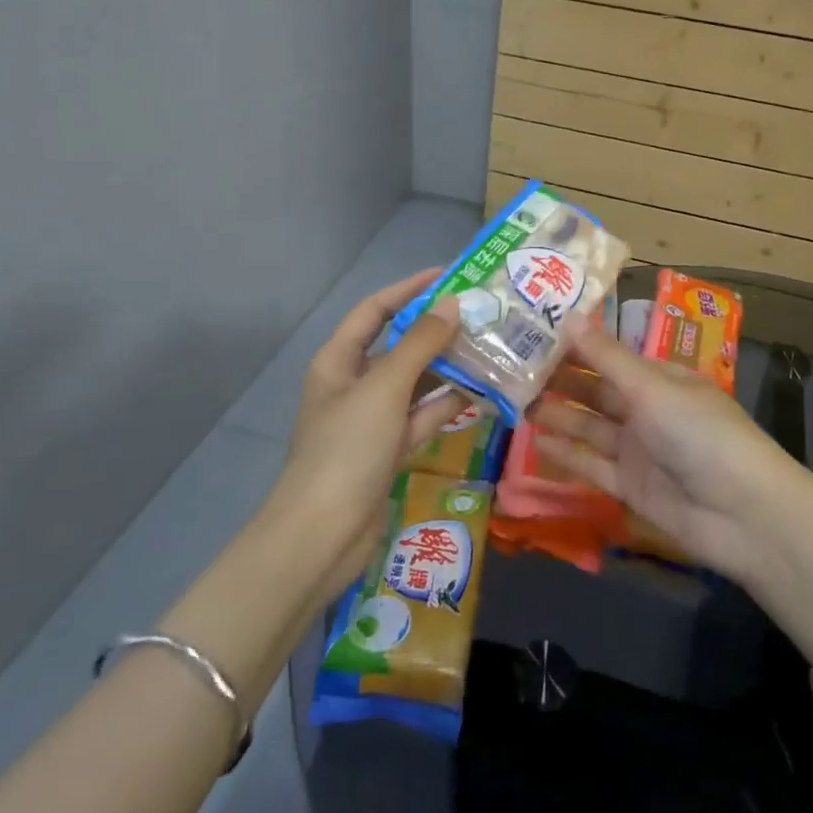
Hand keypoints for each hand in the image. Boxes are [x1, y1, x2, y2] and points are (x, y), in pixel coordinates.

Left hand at [269, 269, 461, 595]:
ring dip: (448, 367)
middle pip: (398, 345)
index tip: (449, 275)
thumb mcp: (384, 389)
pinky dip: (447, 405)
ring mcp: (372, 419)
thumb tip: (452, 305)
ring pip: (415, 382)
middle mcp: (354, 384)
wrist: (321, 537)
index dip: (408, 290)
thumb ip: (420, 344)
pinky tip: (482, 393)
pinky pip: (422, 416)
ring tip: (491, 349)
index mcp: (339, 361)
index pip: (374, 310)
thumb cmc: (346, 450)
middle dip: (436, 330)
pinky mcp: (389, 450)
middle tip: (482, 315)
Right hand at [532, 322, 802, 577]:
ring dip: (558, 414)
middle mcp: (648, 410)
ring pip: (590, 426)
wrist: (743, 514)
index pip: (611, 355)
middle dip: (561, 379)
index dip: (576, 345)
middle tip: (513, 368)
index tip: (535, 332)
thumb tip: (570, 316)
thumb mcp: (652, 389)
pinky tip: (535, 442)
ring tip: (516, 400)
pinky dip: (567, 454)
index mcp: (661, 378)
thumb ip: (607, 358)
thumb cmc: (700, 434)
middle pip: (597, 390)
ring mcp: (639, 450)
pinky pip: (593, 465)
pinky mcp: (632, 487)